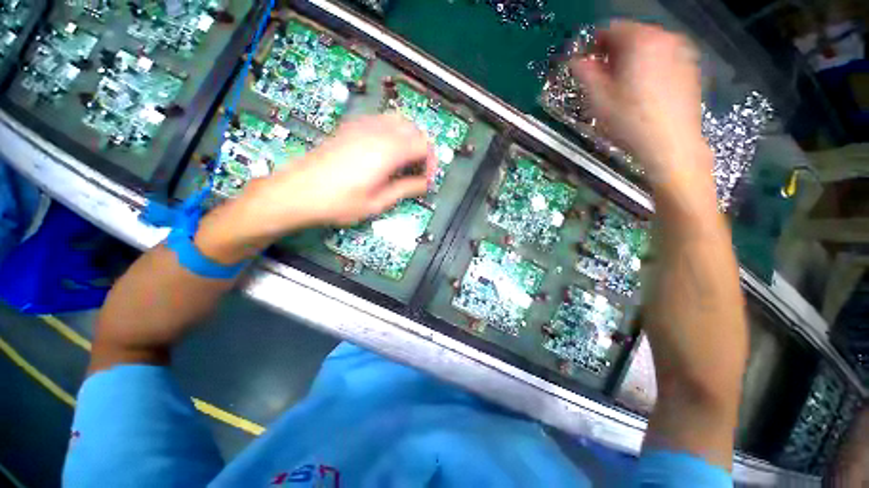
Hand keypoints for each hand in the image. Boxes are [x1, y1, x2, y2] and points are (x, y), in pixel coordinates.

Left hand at [194, 114, 436, 262]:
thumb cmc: (339, 202)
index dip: (431, 162)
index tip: (427, 179)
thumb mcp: (378, 202)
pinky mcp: (350, 127)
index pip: (423, 145)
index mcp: (387, 151)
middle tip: (418, 170)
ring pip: (398, 120)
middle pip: (414, 129)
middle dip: (422, 149)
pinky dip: (392, 133)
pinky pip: (381, 121)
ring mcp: (362, 126)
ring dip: (408, 139)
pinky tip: (386, 152)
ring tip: (405, 162)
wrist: (298, 192)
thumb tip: (424, 184)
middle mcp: (377, 132)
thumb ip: (405, 189)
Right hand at [570, 21, 712, 190]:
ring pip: (649, 46)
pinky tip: (644, 91)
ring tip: (623, 87)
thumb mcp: (599, 99)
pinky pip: (664, 57)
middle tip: (604, 78)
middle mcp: (664, 38)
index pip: (612, 29)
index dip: (596, 45)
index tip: (588, 65)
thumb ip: (585, 73)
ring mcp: (682, 51)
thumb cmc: (630, 122)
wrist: (671, 144)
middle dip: (615, 53)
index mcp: (640, 41)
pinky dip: (650, 66)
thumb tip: (576, 61)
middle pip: (632, 35)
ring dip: (632, 60)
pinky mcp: (691, 66)